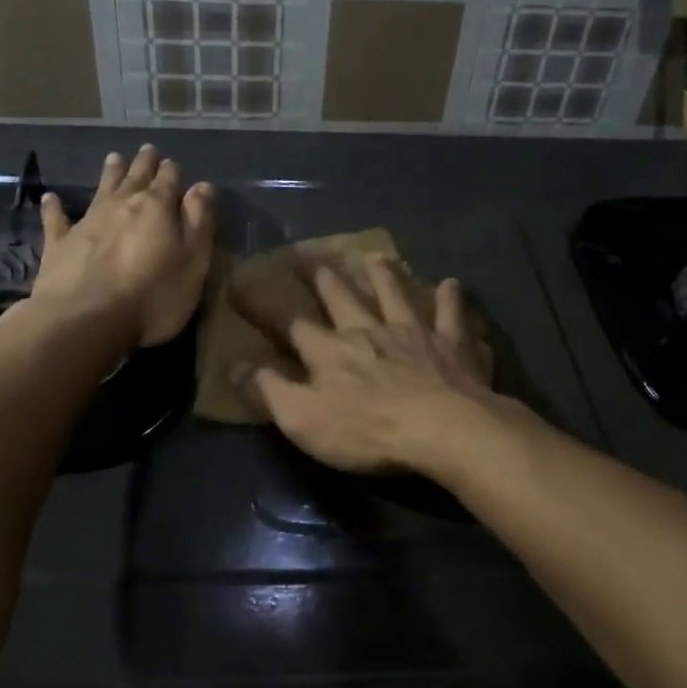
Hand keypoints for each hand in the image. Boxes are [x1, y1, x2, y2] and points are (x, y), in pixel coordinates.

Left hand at [28, 145, 214, 348]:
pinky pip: (56, 219)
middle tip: (147, 150)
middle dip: (144, 164)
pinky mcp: (59, 244)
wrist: (86, 320)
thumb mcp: (193, 263)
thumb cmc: (153, 297)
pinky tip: (50, 197)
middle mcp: (121, 205)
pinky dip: (54, 207)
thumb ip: (199, 223)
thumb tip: (202, 186)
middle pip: (135, 177)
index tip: (173, 163)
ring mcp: (87, 222)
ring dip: (110, 173)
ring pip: (101, 188)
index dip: (172, 172)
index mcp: (157, 208)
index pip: (169, 181)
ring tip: (114, 158)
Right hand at [247, 256, 506, 475]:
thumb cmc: (367, 431)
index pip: (289, 322)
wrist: (442, 429)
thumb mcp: (303, 420)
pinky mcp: (451, 344)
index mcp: (330, 350)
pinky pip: (450, 314)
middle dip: (324, 278)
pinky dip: (450, 299)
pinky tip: (452, 284)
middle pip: (342, 297)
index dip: (264, 304)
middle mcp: (368, 330)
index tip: (243, 282)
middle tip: (313, 259)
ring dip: (383, 275)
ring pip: (395, 294)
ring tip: (376, 256)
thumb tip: (234, 366)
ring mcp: (413, 332)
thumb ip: (268, 391)